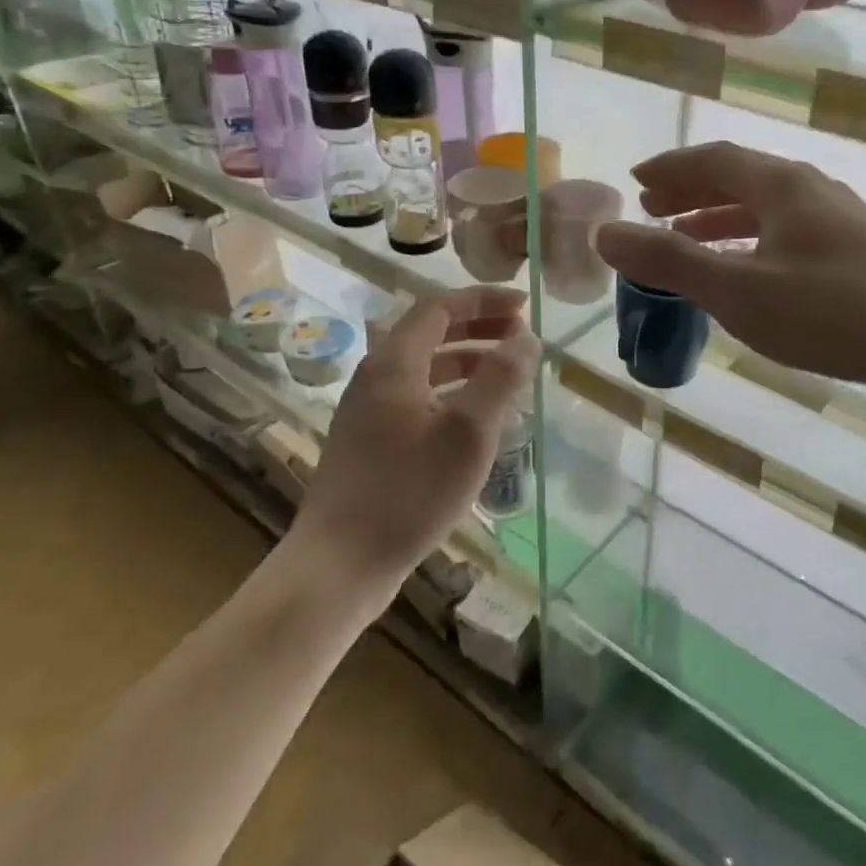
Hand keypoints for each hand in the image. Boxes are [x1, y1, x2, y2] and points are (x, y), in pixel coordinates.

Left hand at [286, 287, 537, 594]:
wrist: (340, 564)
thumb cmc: (409, 493)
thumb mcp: (468, 433)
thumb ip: (500, 379)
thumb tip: (526, 338)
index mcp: (394, 364)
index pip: (439, 308)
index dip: (483, 300)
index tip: (524, 305)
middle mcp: (376, 379)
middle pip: (430, 334)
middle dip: (478, 327)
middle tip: (520, 335)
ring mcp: (368, 413)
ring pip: (424, 370)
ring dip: (467, 361)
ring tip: (507, 374)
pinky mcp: (370, 445)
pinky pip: (418, 400)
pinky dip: (452, 394)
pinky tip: (476, 422)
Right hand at [595, 142, 865, 392]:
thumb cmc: (830, 312)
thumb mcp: (737, 290)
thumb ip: (669, 262)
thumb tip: (605, 234)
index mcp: (781, 184)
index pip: (713, 159)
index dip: (670, 168)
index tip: (636, 182)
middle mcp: (811, 189)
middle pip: (740, 178)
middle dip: (691, 192)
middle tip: (653, 210)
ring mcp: (839, 220)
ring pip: (766, 208)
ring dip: (720, 219)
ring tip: (687, 242)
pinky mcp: (857, 252)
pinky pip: (787, 234)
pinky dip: (752, 243)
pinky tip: (747, 274)